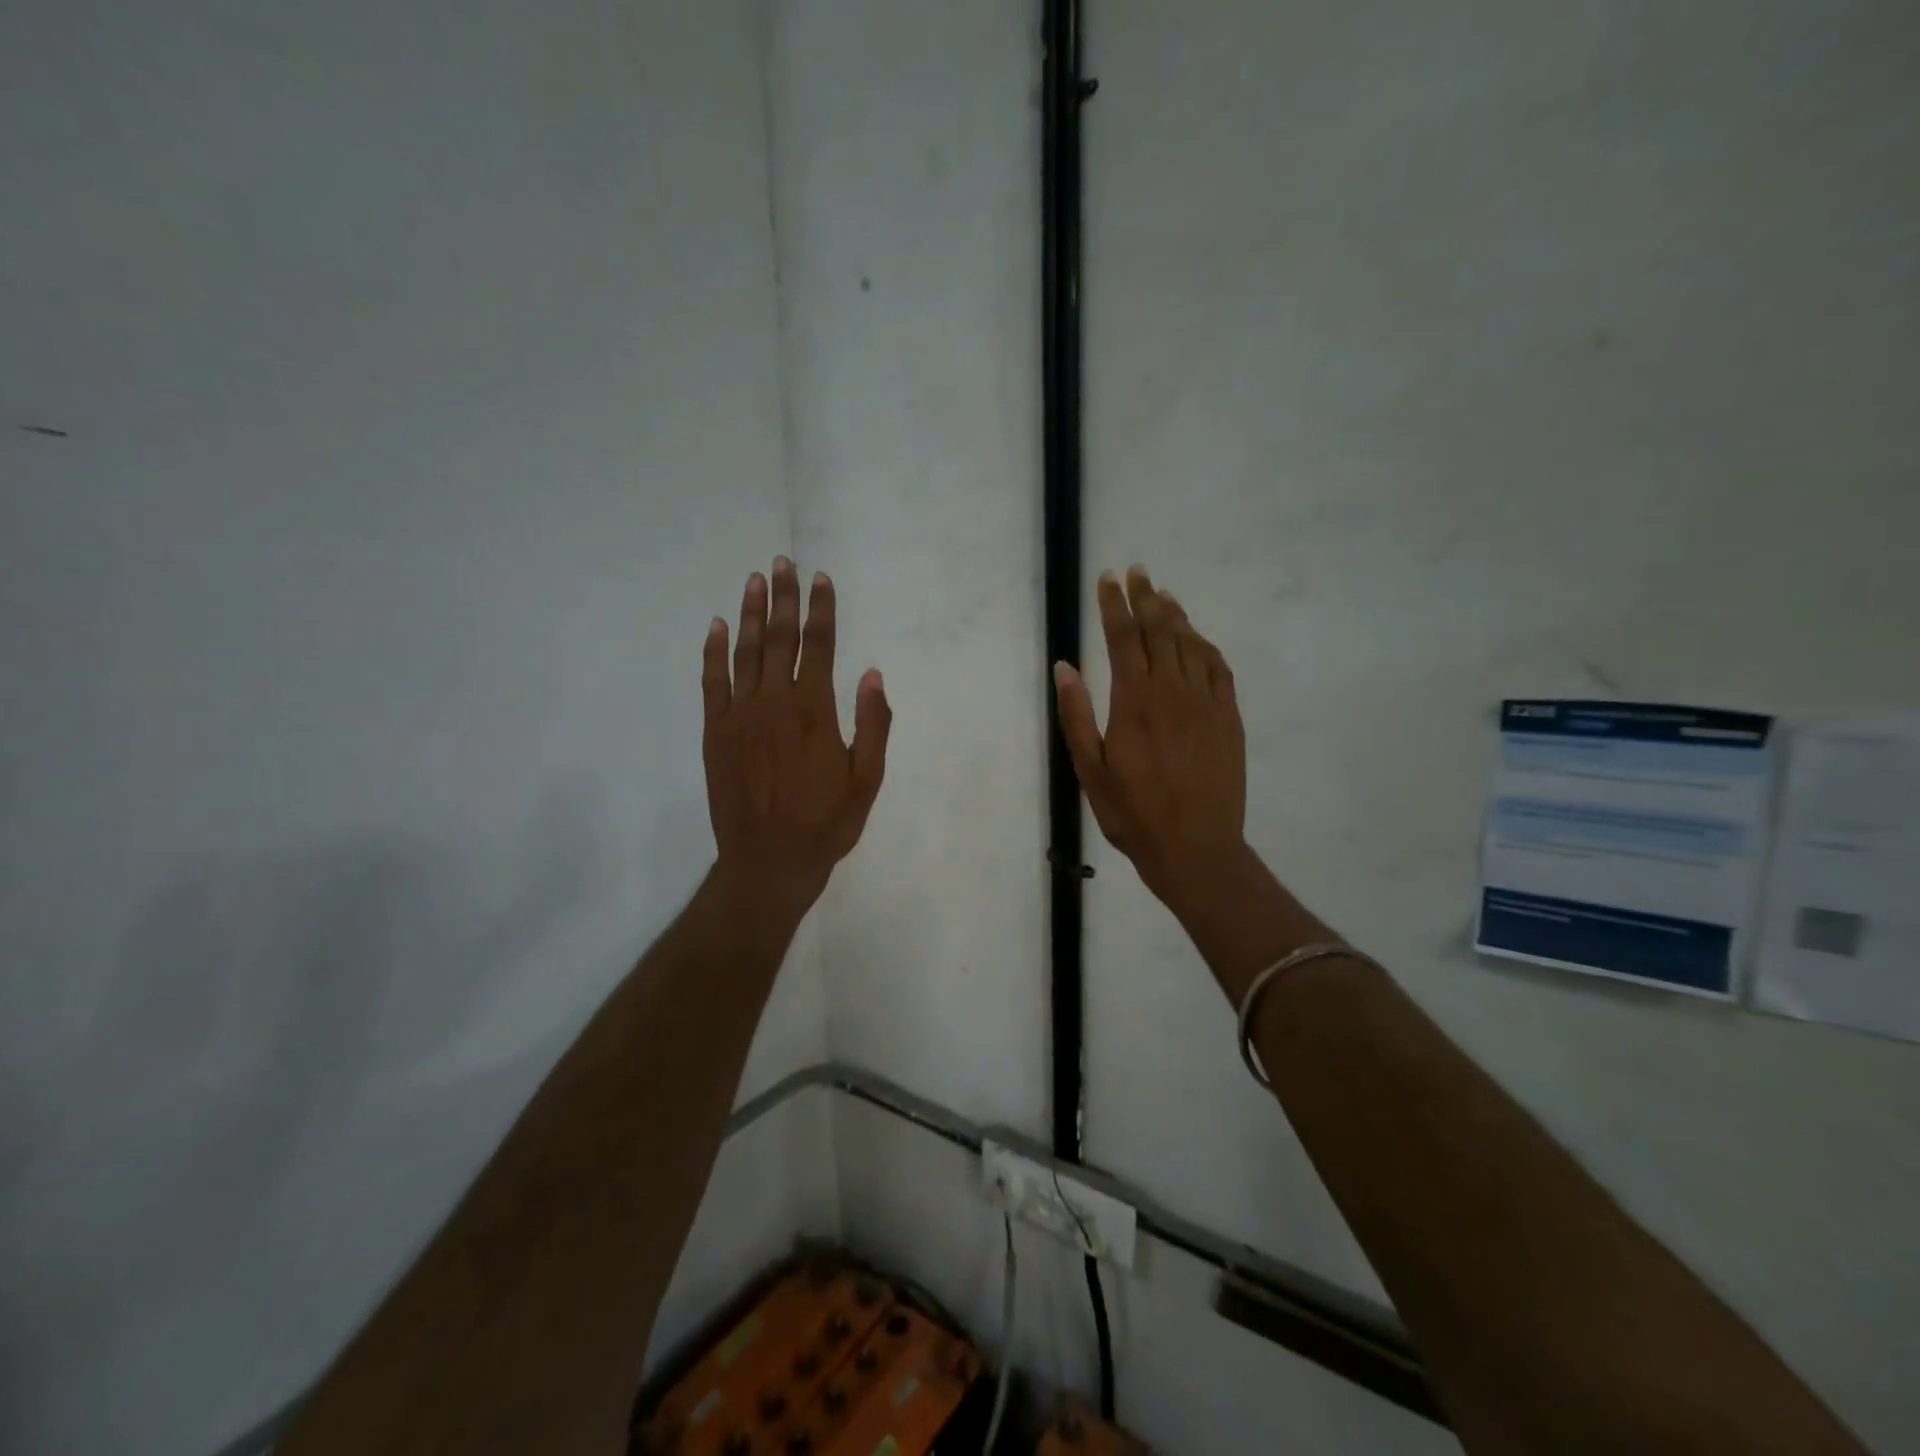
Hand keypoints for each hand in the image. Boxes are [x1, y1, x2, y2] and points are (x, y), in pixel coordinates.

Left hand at [702, 558, 890, 919]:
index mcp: (815, 712)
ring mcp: (740, 716)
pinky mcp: (715, 732)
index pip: (819, 647)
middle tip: (783, 563)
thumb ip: (873, 725)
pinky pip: (712, 682)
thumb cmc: (825, 823)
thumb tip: (872, 674)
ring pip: (746, 652)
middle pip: (780, 639)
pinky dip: (714, 652)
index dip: (821, 610)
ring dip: (752, 614)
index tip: (821, 579)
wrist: (768, 861)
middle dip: (784, 598)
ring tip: (756, 580)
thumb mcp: (867, 780)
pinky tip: (719, 627)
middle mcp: (775, 703)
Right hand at [1054, 566, 1247, 911]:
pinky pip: (1218, 668)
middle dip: (1145, 598)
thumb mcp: (1090, 769)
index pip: (1124, 639)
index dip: (1114, 606)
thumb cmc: (1132, 813)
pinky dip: (1205, 645)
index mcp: (1134, 702)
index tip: (1108, 580)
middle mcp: (1173, 692)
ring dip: (1175, 615)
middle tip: (1137, 573)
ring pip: (1191, 644)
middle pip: (1160, 631)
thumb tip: (1064, 666)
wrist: (1195, 848)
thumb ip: (1076, 715)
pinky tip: (1197, 638)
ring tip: (1163, 594)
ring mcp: (1206, 703)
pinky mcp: (1229, 718)